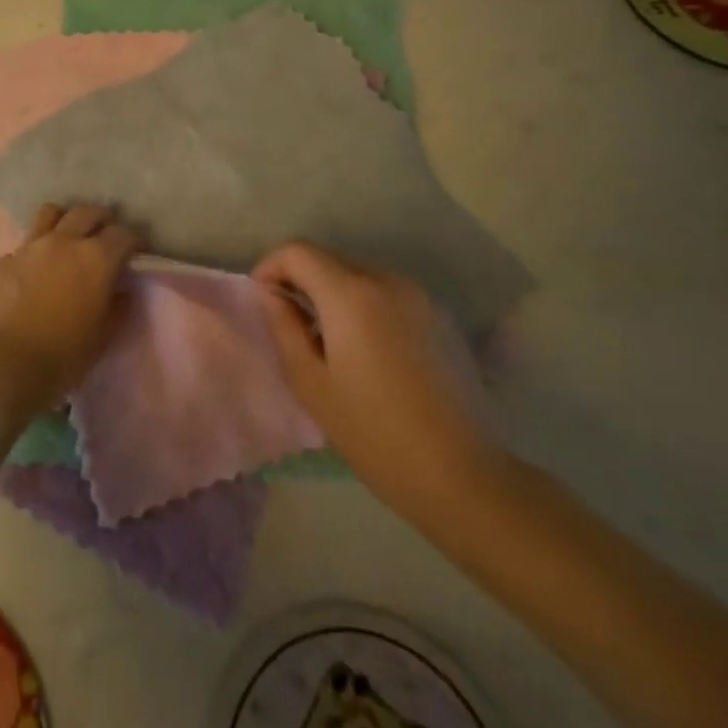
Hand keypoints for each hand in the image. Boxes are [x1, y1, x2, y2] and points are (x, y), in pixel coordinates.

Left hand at [0, 203, 140, 415]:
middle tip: (104, 236)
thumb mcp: (104, 335)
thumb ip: (118, 306)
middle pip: (87, 212)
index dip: (133, 241)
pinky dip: (36, 250)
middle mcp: (64, 241)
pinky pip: (25, 244)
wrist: (6, 362)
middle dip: (101, 220)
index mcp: (96, 258)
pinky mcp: (5, 259)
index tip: (136, 252)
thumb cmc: (65, 353)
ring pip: (51, 212)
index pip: (123, 234)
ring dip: (65, 220)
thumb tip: (122, 290)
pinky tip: (35, 270)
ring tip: (68, 236)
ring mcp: (31, 246)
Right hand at [255, 242, 508, 519]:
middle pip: (330, 259)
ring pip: (360, 275)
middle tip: (291, 323)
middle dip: (302, 280)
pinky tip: (369, 351)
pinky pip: (388, 294)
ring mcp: (419, 297)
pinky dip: (366, 306)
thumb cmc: (374, 433)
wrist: (463, 476)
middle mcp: (387, 280)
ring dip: (335, 293)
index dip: (271, 267)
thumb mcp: (311, 384)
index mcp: (351, 294)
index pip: (298, 251)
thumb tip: (272, 296)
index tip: (263, 300)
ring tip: (329, 340)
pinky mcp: (441, 317)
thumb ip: (284, 328)